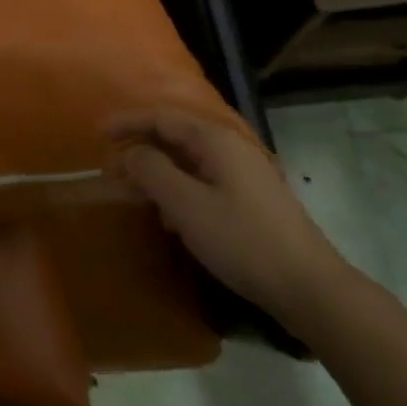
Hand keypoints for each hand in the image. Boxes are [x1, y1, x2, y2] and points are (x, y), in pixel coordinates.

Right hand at [109, 110, 353, 330]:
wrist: (308, 287)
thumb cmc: (241, 240)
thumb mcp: (186, 205)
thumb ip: (151, 171)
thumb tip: (130, 153)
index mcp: (214, 140)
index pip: (161, 118)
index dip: (127, 122)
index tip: (98, 132)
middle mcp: (230, 147)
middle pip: (175, 137)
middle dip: (140, 150)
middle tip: (110, 171)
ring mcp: (244, 174)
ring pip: (189, 162)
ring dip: (157, 173)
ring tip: (133, 194)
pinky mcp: (251, 200)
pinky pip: (203, 181)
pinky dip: (178, 190)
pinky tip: (170, 218)